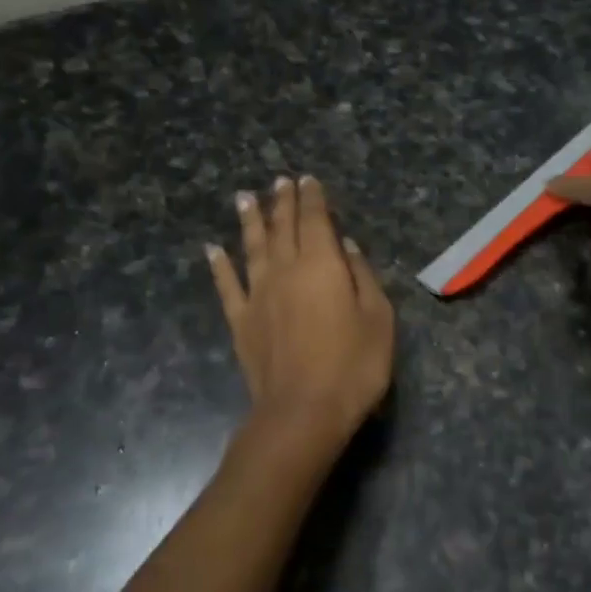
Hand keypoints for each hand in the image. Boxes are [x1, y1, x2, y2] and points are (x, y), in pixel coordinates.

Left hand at [206, 175, 394, 446]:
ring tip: (245, 198)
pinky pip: (226, 285)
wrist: (303, 411)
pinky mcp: (241, 321)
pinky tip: (212, 249)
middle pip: (283, 227)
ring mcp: (258, 295)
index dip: (313, 198)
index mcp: (322, 265)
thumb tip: (346, 246)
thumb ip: (362, 276)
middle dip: (282, 201)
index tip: (308, 179)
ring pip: (252, 247)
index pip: (316, 220)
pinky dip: (219, 265)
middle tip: (279, 181)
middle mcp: (285, 270)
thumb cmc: (353, 365)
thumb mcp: (378, 318)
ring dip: (249, 220)